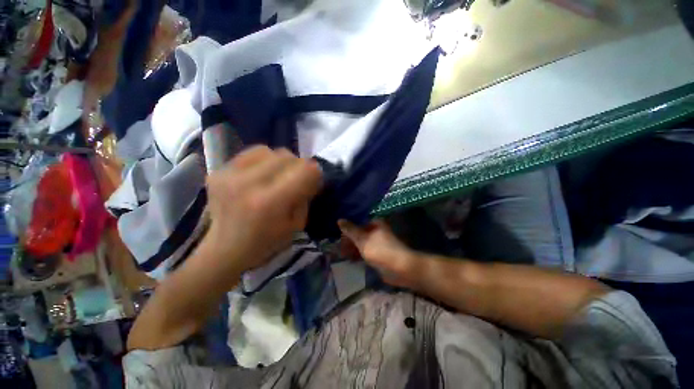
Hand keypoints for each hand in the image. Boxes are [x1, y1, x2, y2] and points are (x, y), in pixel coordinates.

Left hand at [203, 146, 321, 271]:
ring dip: (280, 162)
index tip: (314, 181)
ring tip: (277, 177)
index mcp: (270, 203)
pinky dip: (263, 161)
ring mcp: (229, 175)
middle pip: (287, 156)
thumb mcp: (297, 224)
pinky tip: (260, 175)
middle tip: (296, 180)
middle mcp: (247, 183)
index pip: (305, 170)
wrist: (225, 249)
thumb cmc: (267, 242)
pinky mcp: (218, 171)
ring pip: (270, 151)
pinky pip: (251, 153)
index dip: (315, 173)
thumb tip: (311, 174)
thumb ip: (306, 195)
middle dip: (299, 167)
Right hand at [338, 220, 421, 288]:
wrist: (400, 268)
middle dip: (348, 240)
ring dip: (352, 248)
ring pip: (361, 243)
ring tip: (342, 254)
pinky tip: (350, 258)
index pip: (357, 222)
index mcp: (375, 223)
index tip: (337, 236)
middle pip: (359, 233)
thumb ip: (350, 230)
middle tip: (338, 248)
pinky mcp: (378, 253)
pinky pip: (365, 251)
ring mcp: (378, 242)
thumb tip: (339, 219)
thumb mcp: (362, 239)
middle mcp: (376, 230)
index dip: (346, 229)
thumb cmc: (380, 250)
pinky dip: (358, 254)